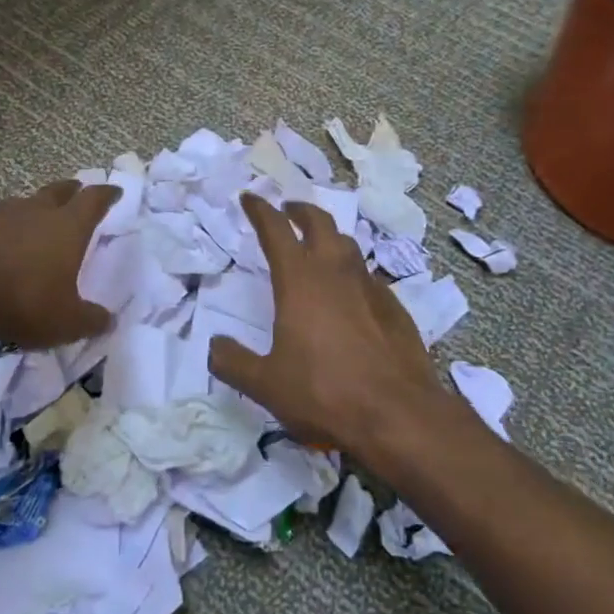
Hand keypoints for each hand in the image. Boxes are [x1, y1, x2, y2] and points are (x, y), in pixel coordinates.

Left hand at [0, 180, 119, 348]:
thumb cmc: (22, 299)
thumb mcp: (66, 321)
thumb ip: (90, 320)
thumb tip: (108, 320)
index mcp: (68, 226)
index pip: (93, 200)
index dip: (107, 195)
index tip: (115, 192)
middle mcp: (37, 213)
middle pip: (59, 191)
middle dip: (72, 191)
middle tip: (78, 192)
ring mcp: (2, 218)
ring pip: (26, 203)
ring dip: (37, 207)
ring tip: (41, 216)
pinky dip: (9, 229)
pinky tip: (6, 244)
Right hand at [209, 193, 476, 469]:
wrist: (398, 415)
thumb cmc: (324, 393)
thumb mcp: (265, 384)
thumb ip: (233, 362)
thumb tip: (215, 346)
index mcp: (299, 281)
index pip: (276, 230)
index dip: (260, 210)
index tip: (250, 198)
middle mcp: (335, 273)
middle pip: (319, 223)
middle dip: (300, 211)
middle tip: (288, 211)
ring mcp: (370, 287)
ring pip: (348, 245)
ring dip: (329, 237)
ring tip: (318, 247)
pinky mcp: (395, 308)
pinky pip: (368, 277)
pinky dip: (352, 273)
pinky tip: (350, 294)